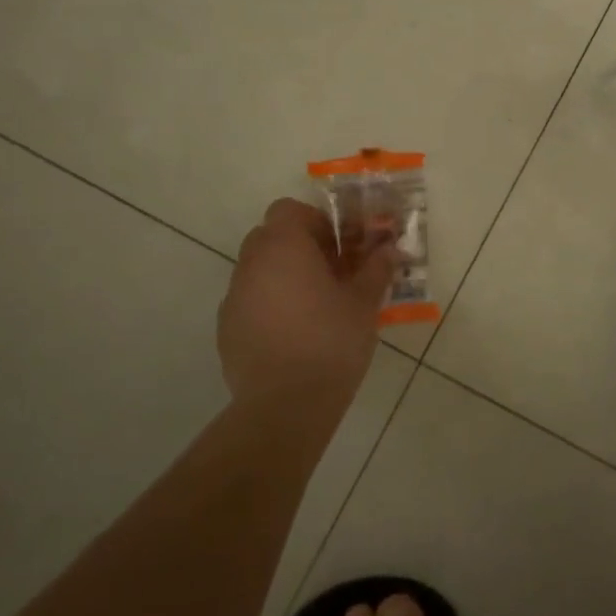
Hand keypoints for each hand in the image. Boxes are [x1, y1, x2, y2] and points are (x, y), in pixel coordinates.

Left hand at [217, 198, 397, 405]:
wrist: (285, 405)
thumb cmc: (331, 341)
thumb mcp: (364, 303)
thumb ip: (376, 269)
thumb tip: (389, 249)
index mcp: (283, 247)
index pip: (288, 210)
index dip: (315, 221)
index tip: (338, 246)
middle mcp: (251, 264)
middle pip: (271, 237)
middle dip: (300, 248)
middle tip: (331, 272)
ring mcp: (234, 297)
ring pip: (259, 270)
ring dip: (284, 276)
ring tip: (314, 306)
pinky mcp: (226, 329)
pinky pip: (250, 301)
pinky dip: (269, 305)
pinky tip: (293, 335)